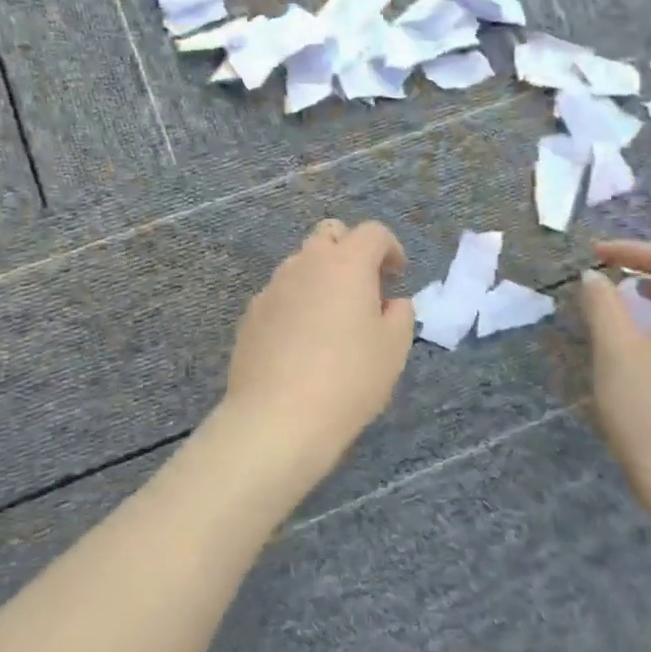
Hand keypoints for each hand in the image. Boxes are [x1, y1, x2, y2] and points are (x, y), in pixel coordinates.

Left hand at [205, 218, 414, 498]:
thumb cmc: (348, 379)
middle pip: (329, 234)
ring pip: (301, 263)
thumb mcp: (394, 348)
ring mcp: (272, 287)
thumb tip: (390, 302)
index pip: (372, 232)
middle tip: (365, 287)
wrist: (277, 419)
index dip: (390, 248)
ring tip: (333, 319)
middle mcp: (305, 264)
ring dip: (321, 277)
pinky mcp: (251, 315)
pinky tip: (303, 342)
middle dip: (350, 250)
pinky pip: (280, 294)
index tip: (397, 276)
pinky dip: (297, 303)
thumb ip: (399, 314)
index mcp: (346, 263)